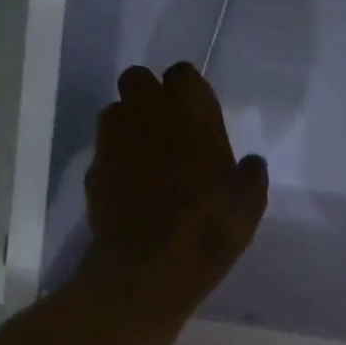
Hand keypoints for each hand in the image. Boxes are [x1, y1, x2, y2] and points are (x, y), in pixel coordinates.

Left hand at [84, 63, 268, 316]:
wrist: (149, 269)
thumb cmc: (209, 232)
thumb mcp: (249, 208)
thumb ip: (250, 177)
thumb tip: (251, 163)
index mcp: (190, 113)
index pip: (184, 75)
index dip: (190, 94)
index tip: (199, 118)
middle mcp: (146, 114)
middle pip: (139, 80)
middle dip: (152, 97)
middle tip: (170, 131)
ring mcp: (114, 140)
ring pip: (117, 110)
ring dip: (131, 124)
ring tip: (149, 158)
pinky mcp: (94, 168)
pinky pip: (106, 149)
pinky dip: (117, 158)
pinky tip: (132, 187)